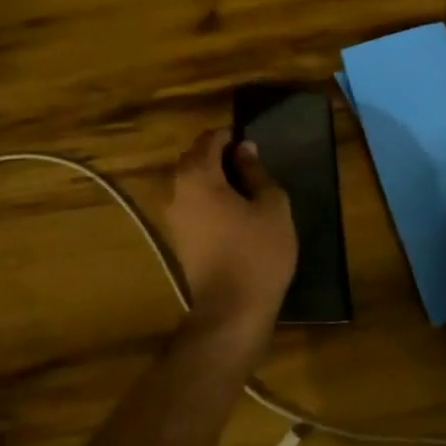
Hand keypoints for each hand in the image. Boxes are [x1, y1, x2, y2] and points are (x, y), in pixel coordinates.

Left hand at [163, 129, 296, 361]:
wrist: (231, 309)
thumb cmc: (257, 252)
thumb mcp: (272, 206)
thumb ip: (256, 173)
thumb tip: (245, 150)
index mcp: (198, 176)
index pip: (209, 139)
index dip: (230, 136)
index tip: (251, 143)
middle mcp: (177, 190)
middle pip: (193, 158)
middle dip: (217, 153)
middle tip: (249, 163)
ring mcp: (173, 215)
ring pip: (189, 181)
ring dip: (211, 176)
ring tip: (242, 186)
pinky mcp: (177, 236)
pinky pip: (190, 202)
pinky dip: (206, 196)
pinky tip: (231, 208)